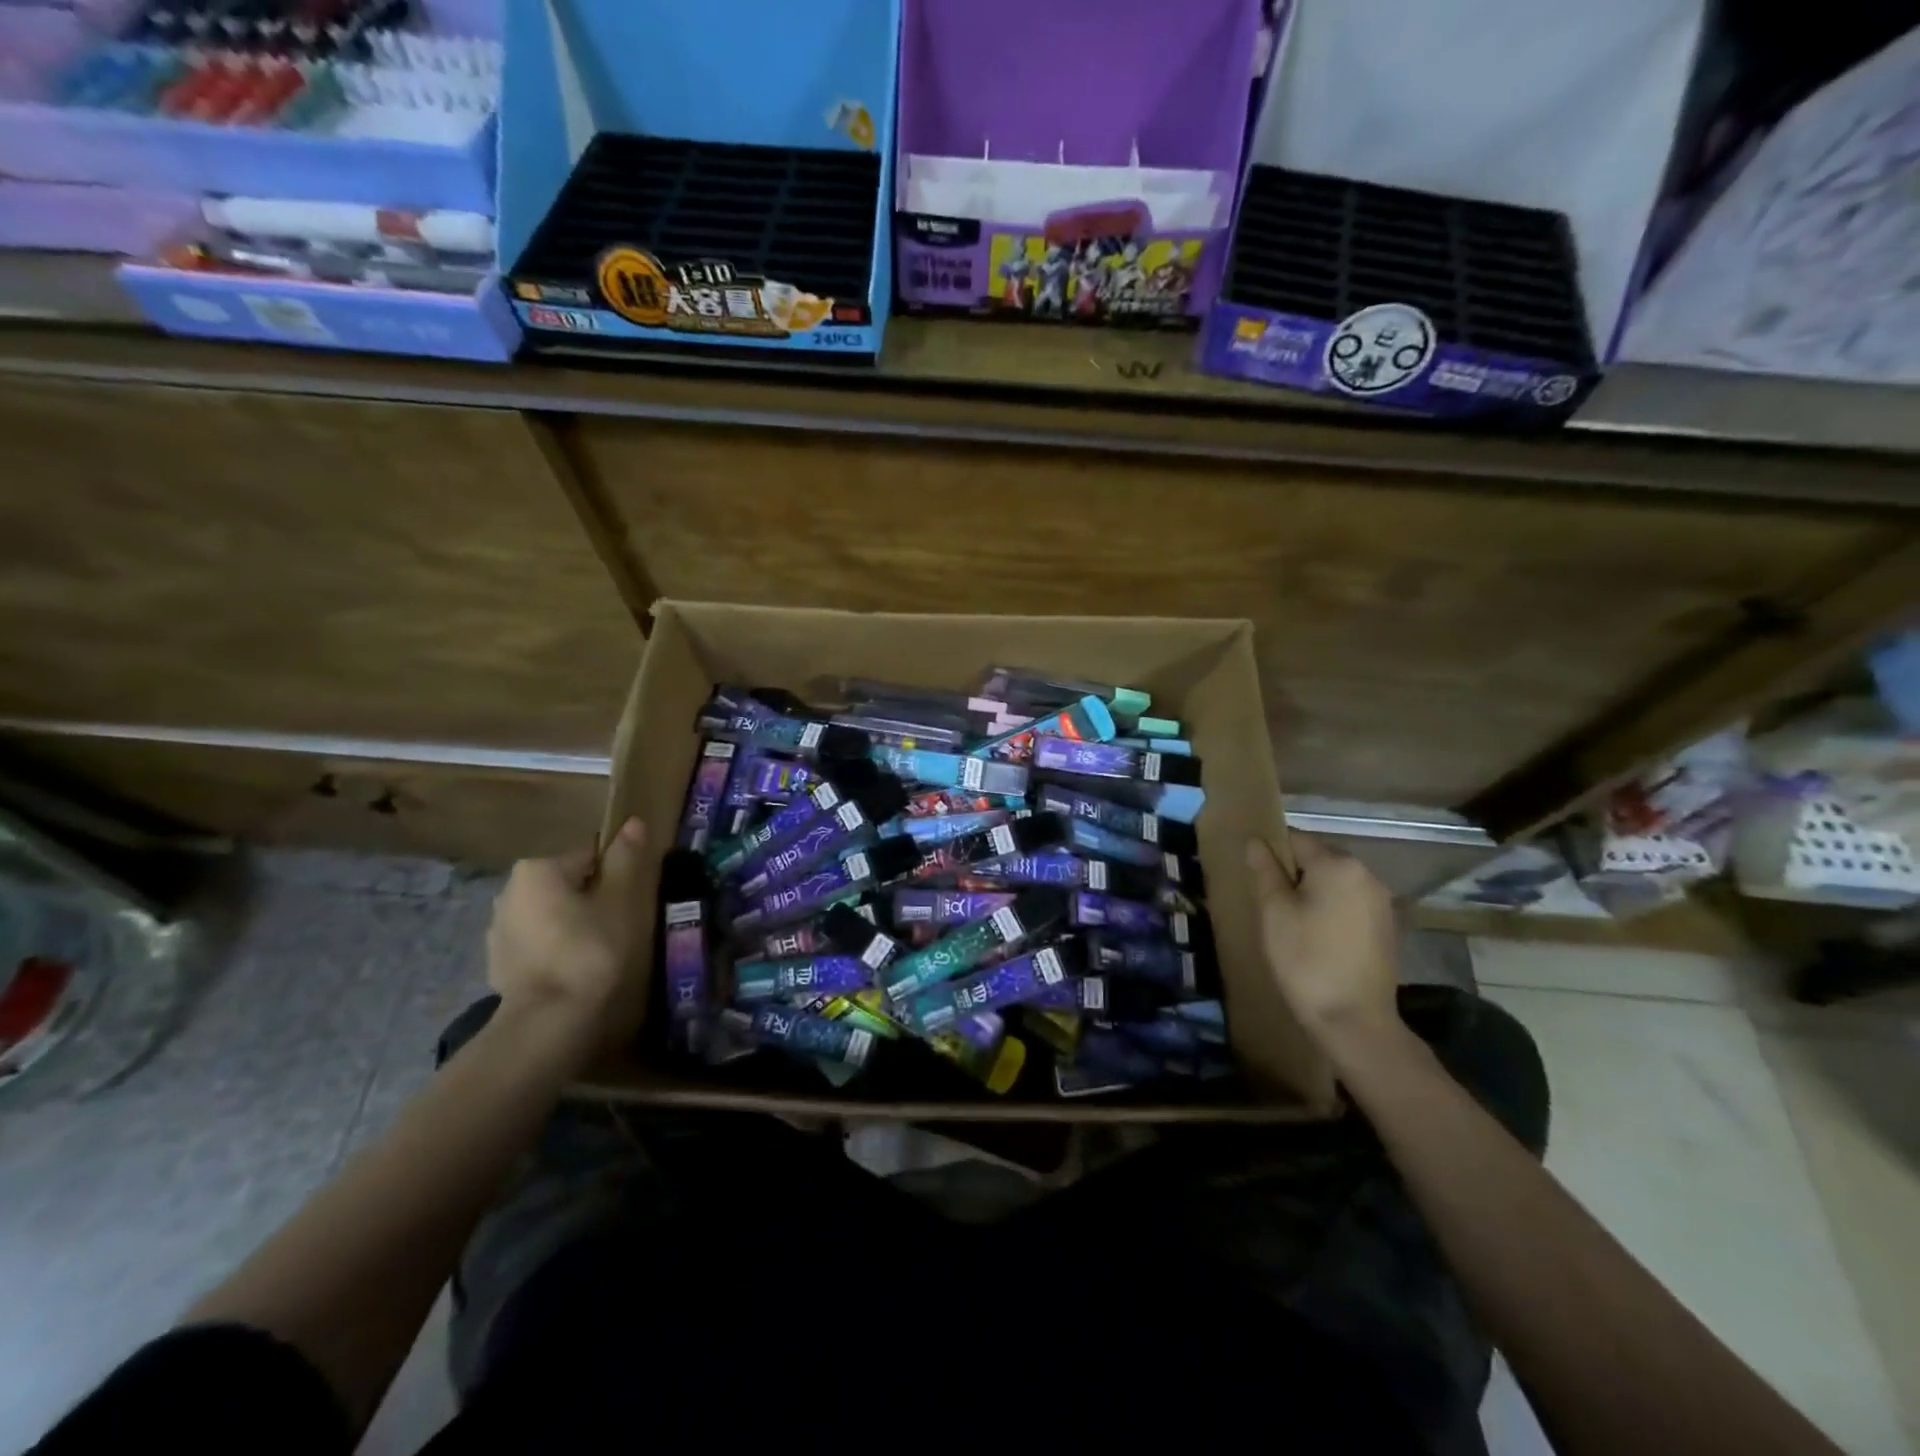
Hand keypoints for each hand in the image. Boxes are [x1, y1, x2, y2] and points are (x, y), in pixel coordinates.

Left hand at [486, 817, 651, 1040]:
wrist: (548, 1018)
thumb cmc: (590, 949)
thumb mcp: (619, 900)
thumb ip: (625, 858)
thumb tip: (633, 822)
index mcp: (538, 868)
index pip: (590, 857)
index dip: (616, 877)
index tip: (630, 902)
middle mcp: (509, 889)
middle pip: (568, 883)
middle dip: (592, 898)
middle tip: (617, 926)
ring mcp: (498, 927)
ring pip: (550, 912)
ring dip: (572, 923)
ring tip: (597, 950)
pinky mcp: (497, 960)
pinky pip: (537, 940)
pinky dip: (555, 947)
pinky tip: (573, 968)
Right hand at [1245, 833, 1399, 1047]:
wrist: (1354, 1020)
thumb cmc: (1305, 959)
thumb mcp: (1274, 912)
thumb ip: (1265, 871)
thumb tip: (1256, 842)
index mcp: (1337, 864)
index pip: (1295, 840)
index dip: (1271, 854)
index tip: (1256, 880)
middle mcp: (1366, 874)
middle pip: (1318, 859)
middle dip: (1294, 874)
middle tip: (1271, 905)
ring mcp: (1381, 901)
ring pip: (1335, 882)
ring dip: (1312, 893)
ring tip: (1292, 923)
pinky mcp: (1387, 926)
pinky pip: (1350, 903)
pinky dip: (1331, 910)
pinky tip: (1317, 937)